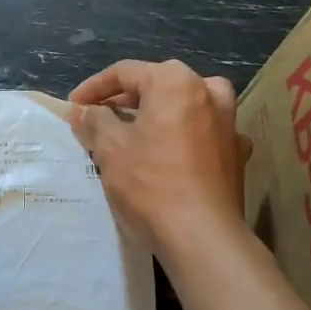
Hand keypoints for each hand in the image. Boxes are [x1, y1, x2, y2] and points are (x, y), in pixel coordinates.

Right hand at [69, 60, 250, 260]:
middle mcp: (208, 92)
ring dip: (157, 116)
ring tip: (133, 133)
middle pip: (158, 86)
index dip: (93, 88)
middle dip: (126, 101)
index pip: (125, 73)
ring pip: (184, 107)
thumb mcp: (110, 149)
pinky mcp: (237, 154)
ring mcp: (229, 123)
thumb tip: (83, 111)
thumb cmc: (150, 184)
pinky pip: (202, 134)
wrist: (202, 236)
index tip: (73, 106)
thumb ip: (95, 121)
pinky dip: (183, 137)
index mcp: (175, 81)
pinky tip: (170, 154)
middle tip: (99, 118)